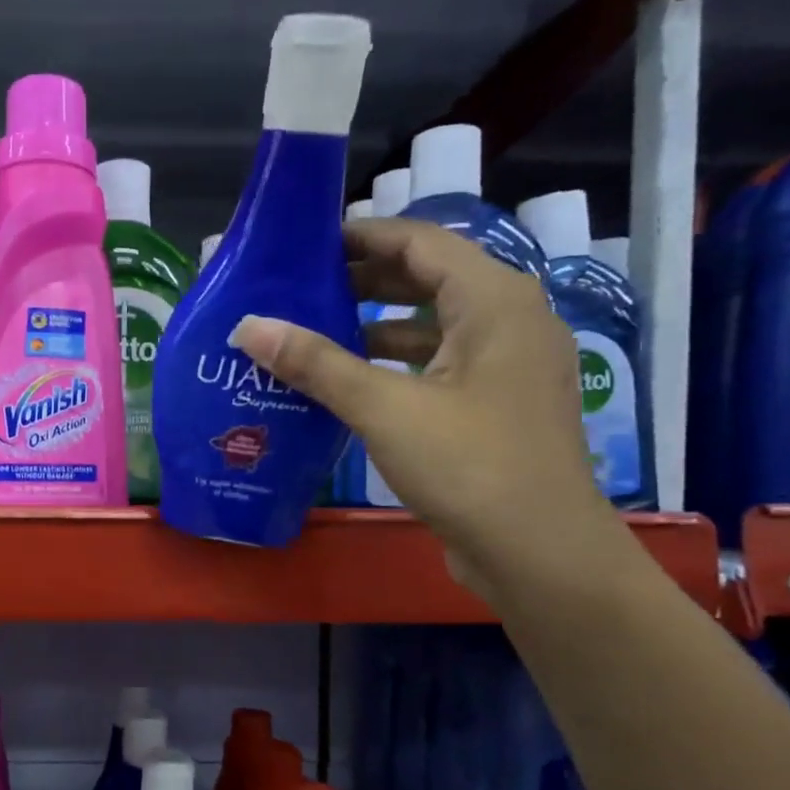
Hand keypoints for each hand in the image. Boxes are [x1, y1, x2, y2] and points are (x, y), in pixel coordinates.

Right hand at [228, 217, 626, 597]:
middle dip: (364, 280)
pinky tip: (352, 381)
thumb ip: (316, 363)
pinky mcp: (499, 404)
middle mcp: (510, 320)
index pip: (421, 242)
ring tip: (315, 331)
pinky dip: (397, 362)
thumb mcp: (384, 409)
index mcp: (494, 300)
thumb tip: (250, 325)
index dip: (363, 236)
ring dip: (377, 323)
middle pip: (429, 278)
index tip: (306, 244)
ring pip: (435, 324)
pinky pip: (441, 363)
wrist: (539, 553)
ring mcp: (509, 365)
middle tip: (300, 288)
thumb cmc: (469, 466)